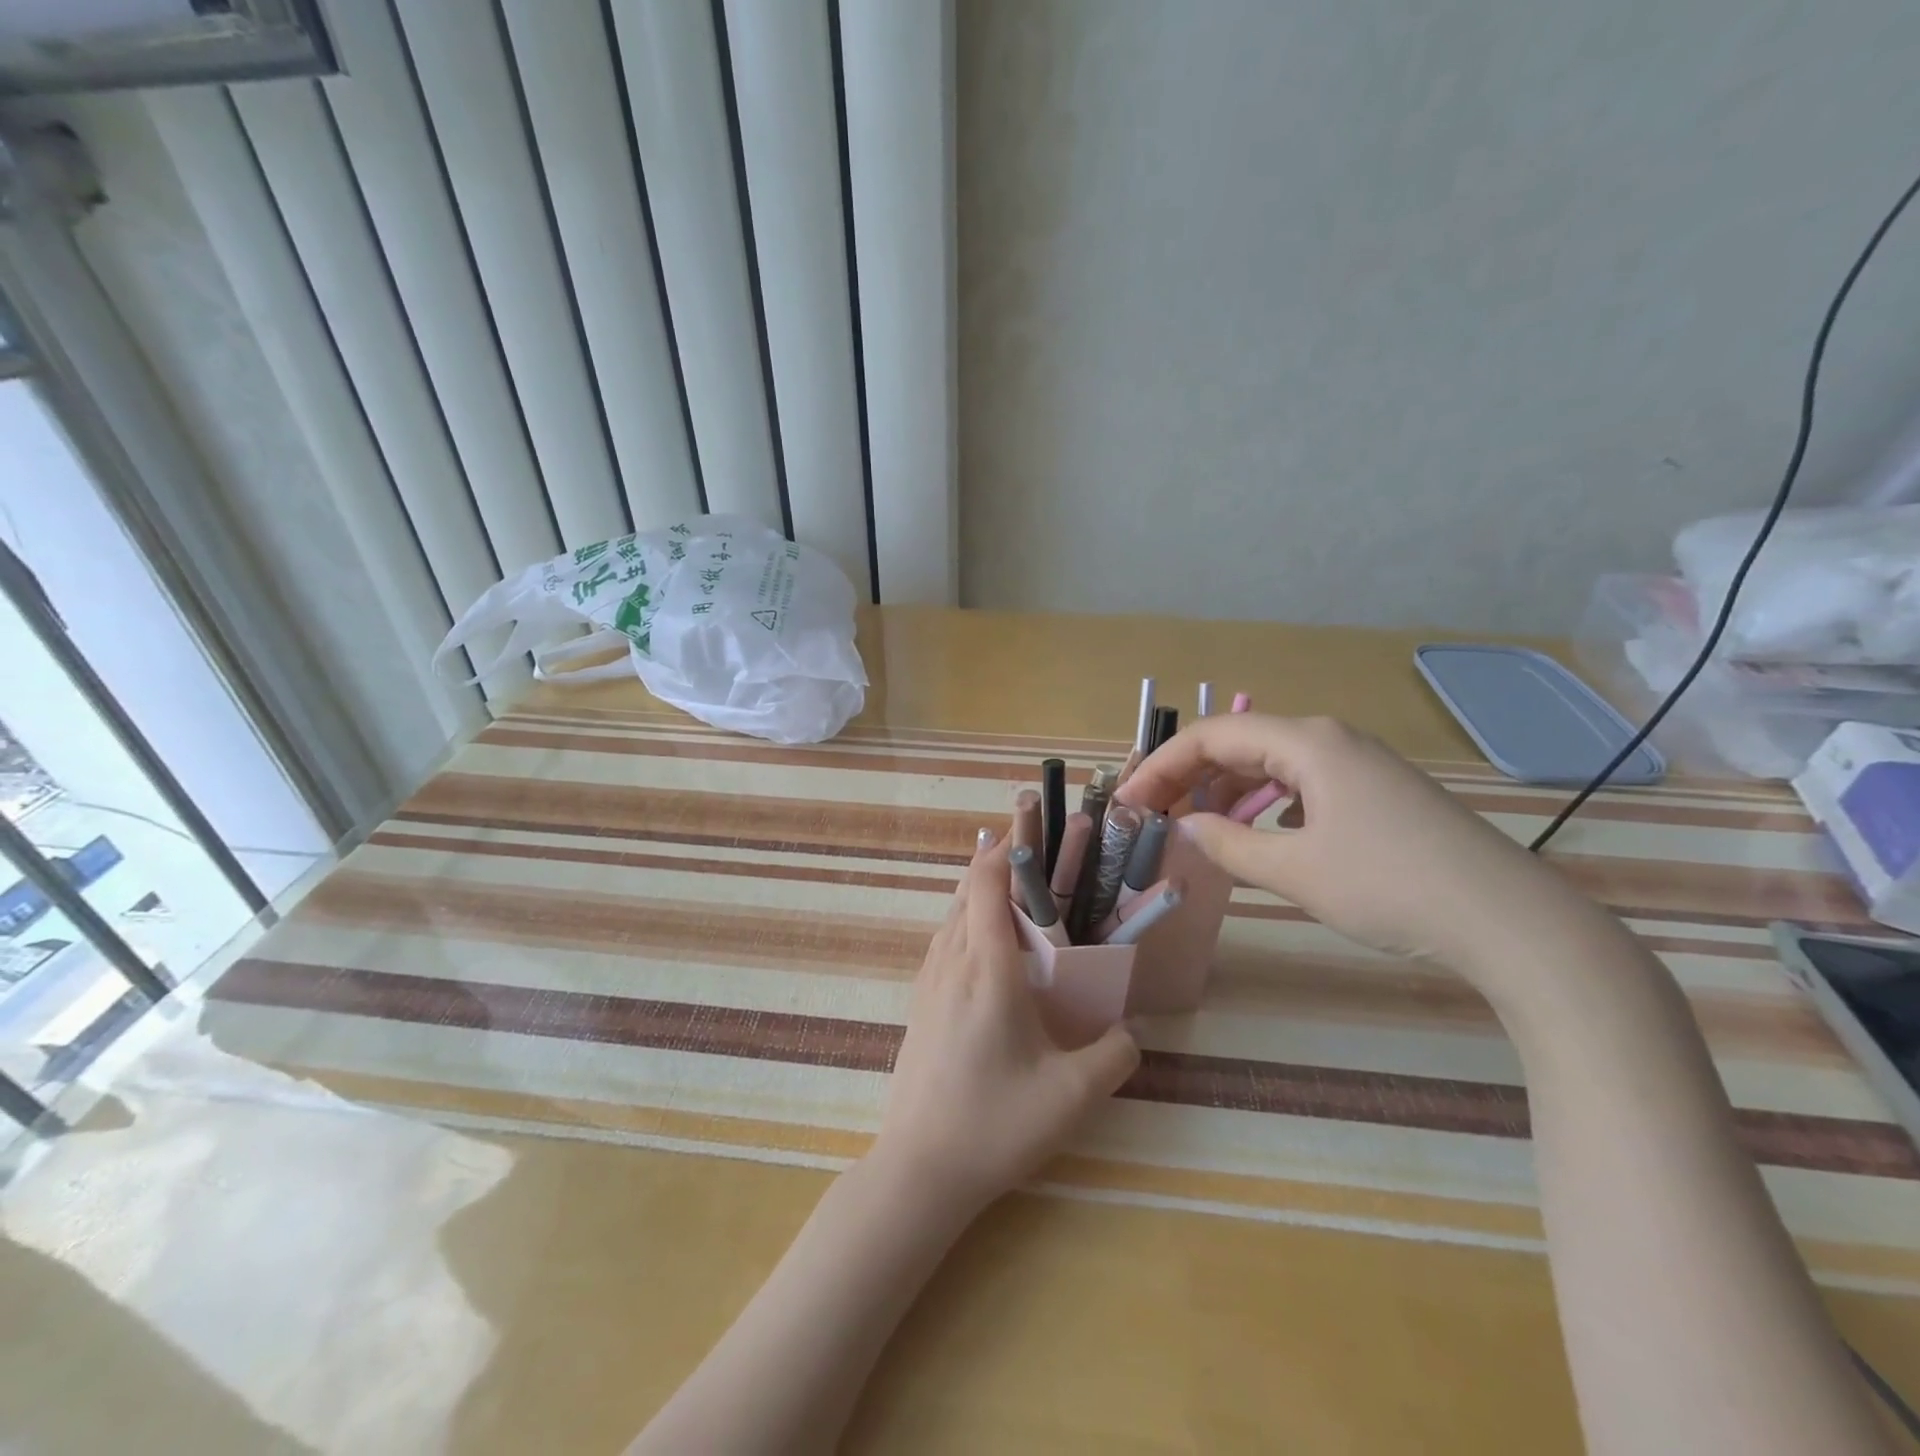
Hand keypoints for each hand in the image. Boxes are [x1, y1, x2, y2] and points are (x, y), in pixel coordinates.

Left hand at [874, 831, 1139, 1211]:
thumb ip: (1114, 1055)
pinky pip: (943, 941)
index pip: (987, 885)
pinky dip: (964, 921)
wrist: (919, 1169)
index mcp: (986, 968)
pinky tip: (983, 945)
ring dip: (977, 893)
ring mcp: (928, 983)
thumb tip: (1130, 1030)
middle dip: (996, 864)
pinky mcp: (919, 1004)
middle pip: (965, 892)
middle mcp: (951, 962)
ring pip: (950, 916)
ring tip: (1012, 890)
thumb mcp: (1071, 1095)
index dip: (1006, 850)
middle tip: (1034, 855)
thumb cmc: (995, 1124)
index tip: (1030, 828)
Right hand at [1117, 714, 1580, 968]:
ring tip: (1193, 824)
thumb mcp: (1295, 871)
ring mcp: (1359, 764)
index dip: (1161, 766)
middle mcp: (1331, 740)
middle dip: (1188, 776)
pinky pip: (1301, 783)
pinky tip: (1258, 831)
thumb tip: (1185, 827)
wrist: (1511, 921)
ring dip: (1224, 790)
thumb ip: (1228, 845)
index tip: (1127, 801)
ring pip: (1270, 764)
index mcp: (1308, 743)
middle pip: (1239, 744)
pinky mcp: (1377, 792)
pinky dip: (1264, 801)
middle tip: (1149, 814)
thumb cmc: (1391, 887)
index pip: (1212, 737)